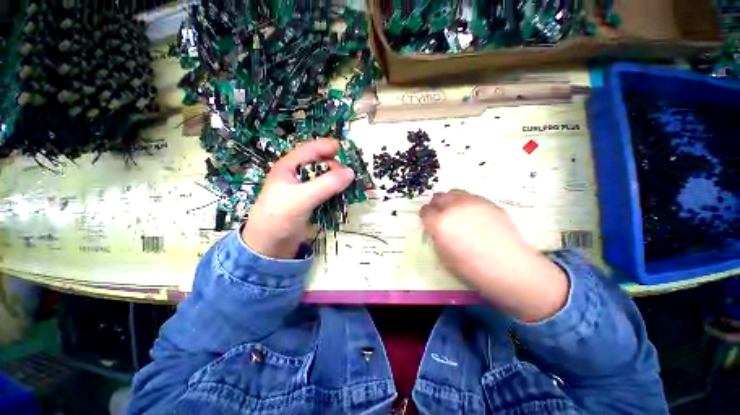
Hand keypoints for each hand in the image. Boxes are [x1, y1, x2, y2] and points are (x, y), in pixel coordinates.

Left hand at [242, 139, 354, 258]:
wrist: (266, 246)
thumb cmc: (279, 216)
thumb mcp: (303, 197)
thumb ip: (327, 184)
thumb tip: (350, 172)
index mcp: (288, 166)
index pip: (310, 149)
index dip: (327, 147)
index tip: (346, 149)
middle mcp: (293, 175)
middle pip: (317, 163)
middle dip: (334, 165)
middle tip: (349, 174)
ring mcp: (298, 191)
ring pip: (320, 178)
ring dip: (334, 180)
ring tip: (349, 184)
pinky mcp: (303, 205)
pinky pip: (321, 193)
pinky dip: (331, 193)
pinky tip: (341, 197)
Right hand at [420, 190, 568, 321]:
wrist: (508, 265)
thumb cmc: (474, 270)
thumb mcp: (447, 259)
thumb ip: (439, 240)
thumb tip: (438, 232)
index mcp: (440, 223)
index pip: (425, 212)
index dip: (427, 219)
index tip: (430, 225)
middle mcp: (455, 207)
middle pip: (439, 197)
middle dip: (438, 206)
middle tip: (443, 218)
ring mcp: (474, 202)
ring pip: (456, 193)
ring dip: (453, 202)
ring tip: (460, 216)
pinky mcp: (490, 202)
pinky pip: (473, 198)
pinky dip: (469, 205)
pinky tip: (477, 219)